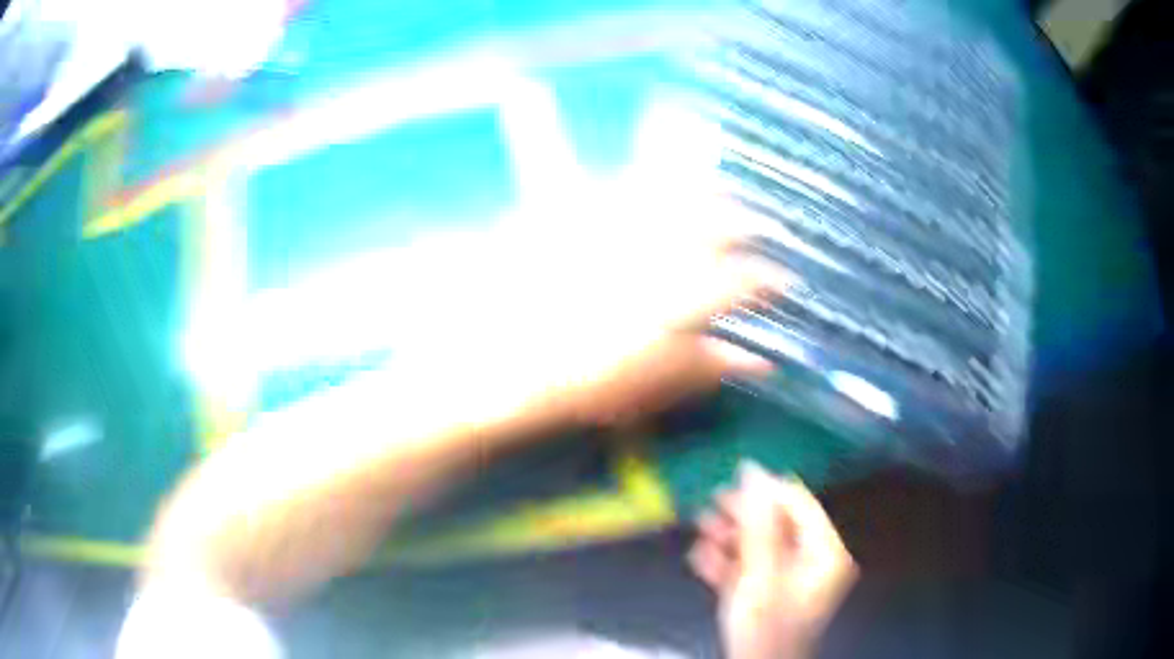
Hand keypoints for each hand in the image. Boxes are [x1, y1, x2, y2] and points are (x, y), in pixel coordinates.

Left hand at [403, 187, 781, 430]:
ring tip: (727, 194)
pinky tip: (663, 175)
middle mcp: (642, 249)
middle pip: (712, 220)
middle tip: (766, 227)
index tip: (783, 283)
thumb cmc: (557, 391)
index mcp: (664, 300)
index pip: (737, 280)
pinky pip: (617, 180)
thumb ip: (701, 369)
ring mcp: (602, 220)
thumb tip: (757, 359)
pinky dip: (650, 175)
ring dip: (707, 191)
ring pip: (672, 189)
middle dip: (748, 221)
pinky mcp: (563, 208)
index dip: (767, 280)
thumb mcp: (639, 392)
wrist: (474, 366)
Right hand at [690, 463, 856, 658]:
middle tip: (711, 506)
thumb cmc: (766, 625)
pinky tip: (702, 556)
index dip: (767, 490)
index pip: (800, 504)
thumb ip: (758, 523)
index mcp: (825, 552)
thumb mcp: (762, 573)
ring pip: (760, 545)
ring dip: (729, 536)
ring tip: (702, 528)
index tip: (733, 479)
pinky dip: (727, 560)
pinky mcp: (767, 594)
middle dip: (743, 516)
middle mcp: (813, 560)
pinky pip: (749, 567)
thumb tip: (753, 471)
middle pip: (778, 524)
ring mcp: (789, 579)